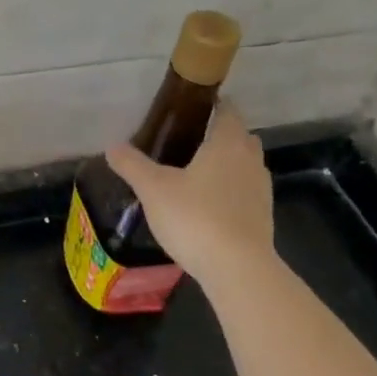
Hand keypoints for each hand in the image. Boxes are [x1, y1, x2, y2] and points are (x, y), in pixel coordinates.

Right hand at [106, 102, 276, 291]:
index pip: (228, 111)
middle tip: (188, 142)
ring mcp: (261, 190)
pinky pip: (246, 193)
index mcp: (227, 143)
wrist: (238, 269)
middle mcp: (250, 160)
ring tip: (195, 175)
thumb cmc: (195, 217)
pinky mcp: (264, 218)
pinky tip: (207, 207)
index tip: (190, 109)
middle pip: (240, 137)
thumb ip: (132, 165)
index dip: (212, 106)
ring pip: (245, 166)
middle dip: (219, 136)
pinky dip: (230, 192)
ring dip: (227, 165)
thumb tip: (112, 146)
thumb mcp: (153, 188)